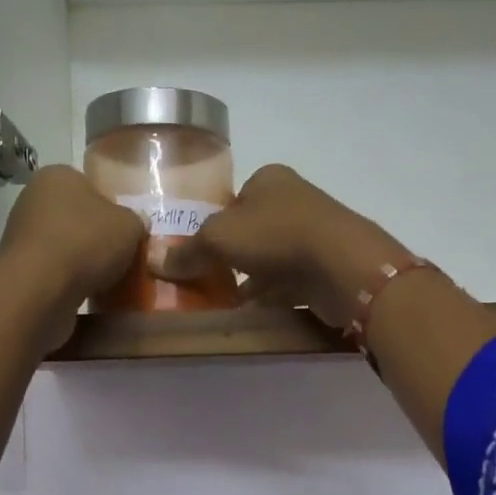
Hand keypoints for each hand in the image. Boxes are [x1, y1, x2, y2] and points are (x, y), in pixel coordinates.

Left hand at [0, 165, 145, 347]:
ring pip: (65, 244)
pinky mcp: (17, 266)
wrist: (40, 288)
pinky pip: (53, 269)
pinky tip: (85, 292)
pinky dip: (68, 279)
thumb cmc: (86, 241)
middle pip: (77, 217)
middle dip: (97, 237)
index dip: (113, 209)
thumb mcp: (130, 225)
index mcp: (58, 175)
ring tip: (106, 279)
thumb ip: (135, 221)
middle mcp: (33, 197)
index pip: (92, 186)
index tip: (127, 232)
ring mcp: (21, 232)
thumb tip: (133, 224)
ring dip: (83, 260)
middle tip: (120, 256)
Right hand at [156, 164, 410, 329]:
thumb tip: (153, 260)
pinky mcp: (327, 266)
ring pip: (272, 258)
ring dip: (251, 280)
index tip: (198, 252)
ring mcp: (314, 234)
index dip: (214, 224)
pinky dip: (272, 296)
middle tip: (207, 281)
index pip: (234, 199)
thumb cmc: (275, 236)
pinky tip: (253, 315)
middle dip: (232, 256)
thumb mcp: (219, 238)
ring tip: (225, 304)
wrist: (342, 265)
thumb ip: (188, 250)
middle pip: (253, 230)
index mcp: (270, 179)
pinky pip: (291, 281)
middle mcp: (295, 200)